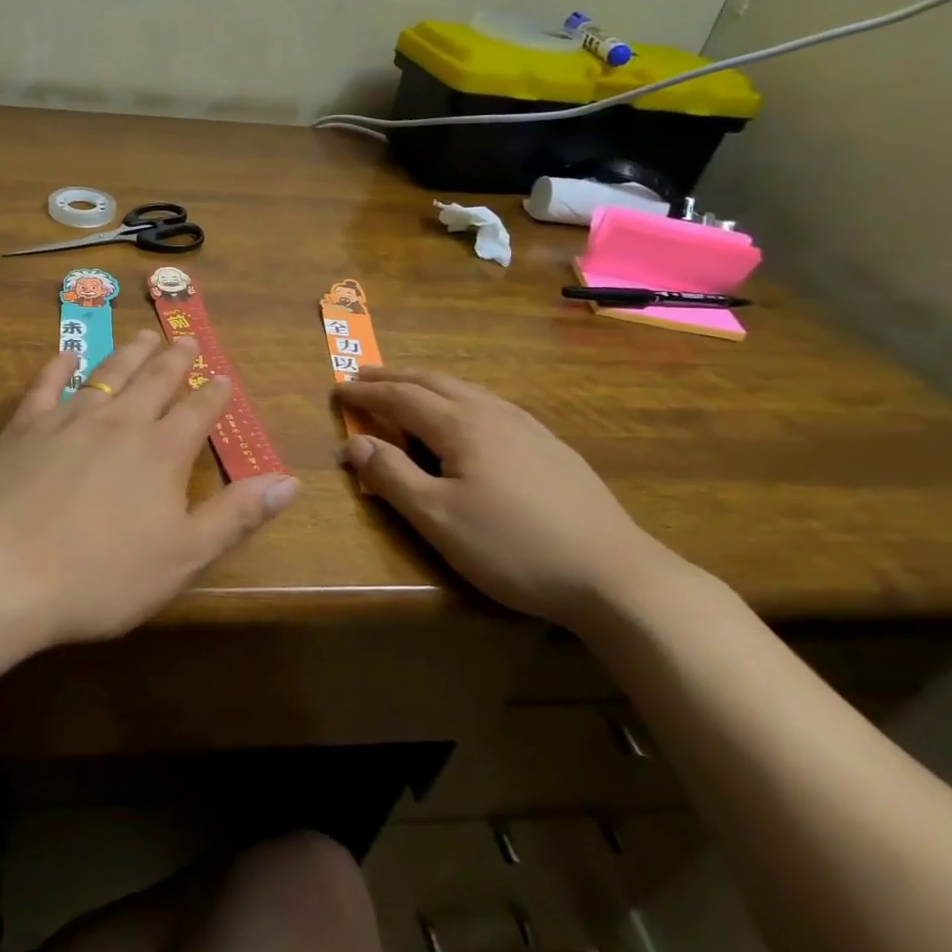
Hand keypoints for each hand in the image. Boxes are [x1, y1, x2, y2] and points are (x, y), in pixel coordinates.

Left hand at [0, 331, 299, 645]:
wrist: (6, 570)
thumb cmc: (103, 574)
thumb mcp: (184, 555)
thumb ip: (237, 515)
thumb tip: (289, 480)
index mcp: (161, 451)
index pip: (197, 411)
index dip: (214, 394)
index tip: (223, 379)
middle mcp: (120, 421)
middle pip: (154, 379)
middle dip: (174, 359)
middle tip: (185, 340)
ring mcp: (70, 417)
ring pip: (108, 372)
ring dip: (129, 353)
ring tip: (143, 336)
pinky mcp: (26, 425)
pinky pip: (47, 383)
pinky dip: (59, 364)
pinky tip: (66, 353)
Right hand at [336, 369, 678, 629]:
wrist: (614, 574)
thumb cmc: (513, 547)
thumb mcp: (438, 519)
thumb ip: (391, 476)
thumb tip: (352, 442)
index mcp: (461, 425)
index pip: (400, 397)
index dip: (365, 393)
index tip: (336, 390)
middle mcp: (493, 412)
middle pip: (433, 382)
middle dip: (393, 377)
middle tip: (363, 376)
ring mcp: (527, 426)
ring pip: (466, 389)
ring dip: (426, 383)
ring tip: (405, 388)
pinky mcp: (550, 445)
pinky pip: (490, 404)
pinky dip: (458, 397)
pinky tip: (466, 416)